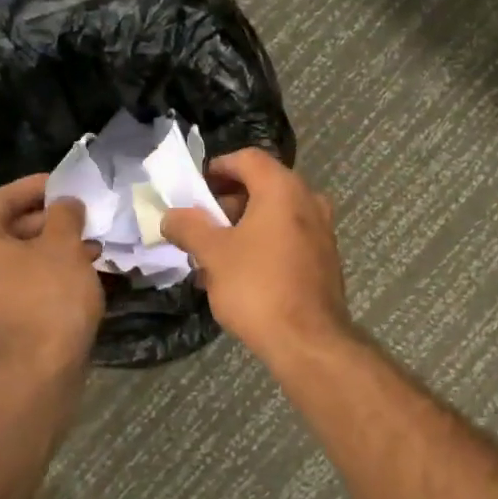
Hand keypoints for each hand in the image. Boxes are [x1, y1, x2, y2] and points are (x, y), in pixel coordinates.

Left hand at [0, 174, 103, 371]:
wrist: (38, 369)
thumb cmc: (48, 297)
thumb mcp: (64, 246)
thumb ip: (65, 215)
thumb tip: (66, 203)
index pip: (2, 198)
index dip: (37, 188)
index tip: (67, 185)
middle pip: (7, 228)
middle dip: (50, 221)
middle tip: (84, 218)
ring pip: (16, 258)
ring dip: (52, 248)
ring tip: (91, 247)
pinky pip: (19, 281)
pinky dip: (45, 272)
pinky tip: (79, 273)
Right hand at [160, 149, 349, 361]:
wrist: (308, 340)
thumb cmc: (257, 287)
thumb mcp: (213, 254)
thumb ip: (189, 227)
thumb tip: (171, 215)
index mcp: (283, 188)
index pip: (247, 159)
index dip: (217, 167)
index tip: (195, 189)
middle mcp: (309, 201)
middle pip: (263, 186)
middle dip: (227, 203)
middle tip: (200, 225)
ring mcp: (322, 231)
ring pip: (276, 216)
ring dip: (244, 228)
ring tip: (213, 254)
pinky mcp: (326, 259)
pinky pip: (289, 239)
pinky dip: (264, 245)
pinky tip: (241, 274)